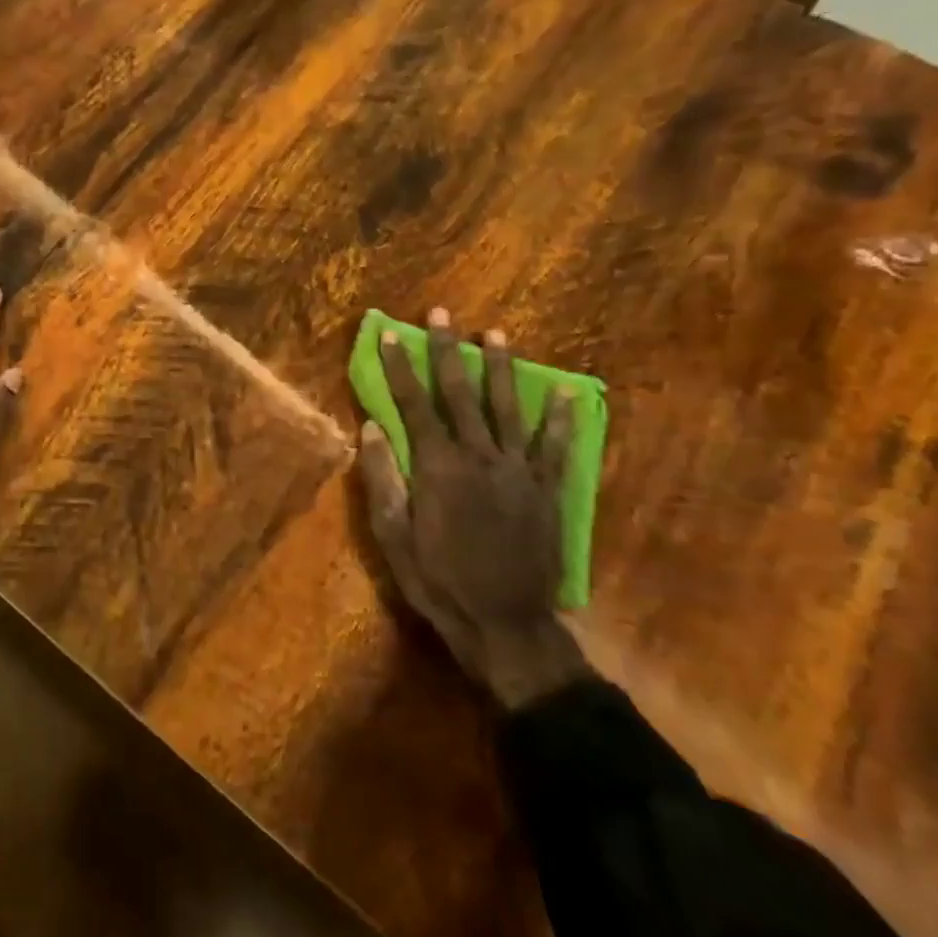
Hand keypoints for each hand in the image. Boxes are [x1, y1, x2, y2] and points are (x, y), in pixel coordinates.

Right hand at [357, 307, 589, 708]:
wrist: (505, 622)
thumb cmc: (438, 579)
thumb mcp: (393, 535)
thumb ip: (383, 478)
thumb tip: (370, 428)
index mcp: (437, 467)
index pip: (413, 404)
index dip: (400, 367)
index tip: (390, 334)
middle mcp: (478, 456)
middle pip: (459, 394)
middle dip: (447, 351)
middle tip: (441, 315)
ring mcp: (518, 470)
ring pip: (507, 408)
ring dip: (499, 369)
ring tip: (495, 334)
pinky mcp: (546, 489)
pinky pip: (555, 445)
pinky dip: (562, 417)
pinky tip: (566, 391)